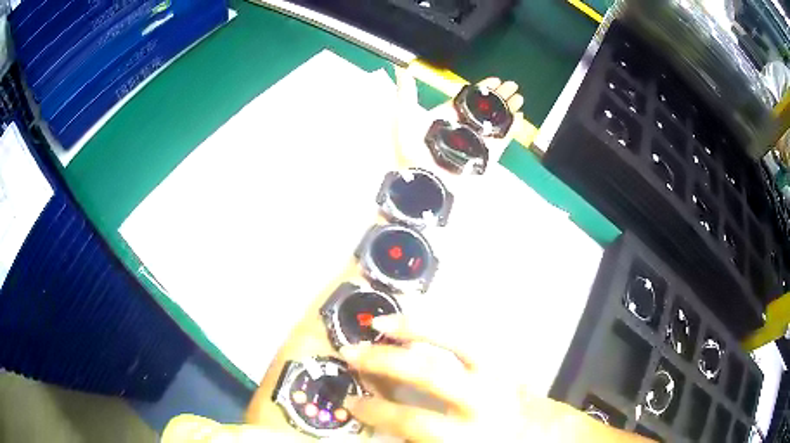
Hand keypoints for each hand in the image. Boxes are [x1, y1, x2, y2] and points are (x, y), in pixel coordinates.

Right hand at [339, 314, 651, 442]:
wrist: (553, 436)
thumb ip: (430, 440)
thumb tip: (394, 429)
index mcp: (471, 435)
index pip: (412, 422)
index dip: (376, 412)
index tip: (351, 402)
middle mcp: (485, 401)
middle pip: (429, 374)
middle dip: (386, 362)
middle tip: (353, 353)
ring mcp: (499, 376)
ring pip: (457, 343)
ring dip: (417, 329)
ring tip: (384, 321)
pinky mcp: (507, 364)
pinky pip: (472, 338)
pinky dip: (444, 327)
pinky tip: (424, 322)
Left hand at [392, 71, 524, 170]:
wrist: (424, 187)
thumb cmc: (411, 155)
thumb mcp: (405, 120)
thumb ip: (406, 94)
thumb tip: (402, 69)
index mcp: (444, 118)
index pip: (466, 99)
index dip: (481, 88)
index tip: (495, 80)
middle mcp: (461, 129)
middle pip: (484, 108)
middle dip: (499, 96)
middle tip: (513, 86)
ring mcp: (475, 143)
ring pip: (495, 122)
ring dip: (507, 109)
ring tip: (519, 99)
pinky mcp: (485, 158)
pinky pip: (501, 140)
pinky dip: (511, 129)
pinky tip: (519, 118)